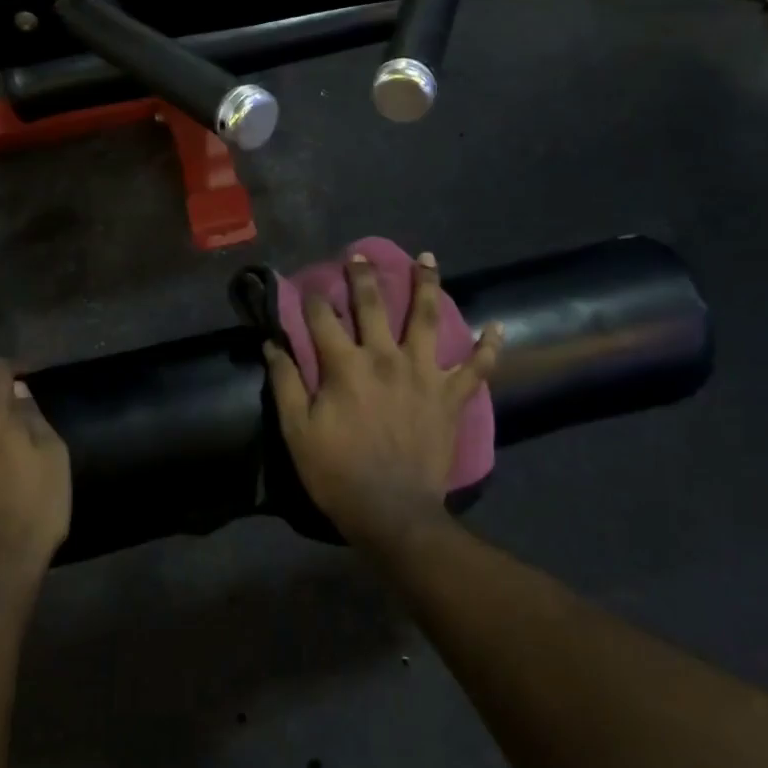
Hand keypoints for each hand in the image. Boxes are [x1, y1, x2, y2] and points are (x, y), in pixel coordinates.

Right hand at [265, 251, 501, 552]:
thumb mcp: (297, 430)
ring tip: (427, 258)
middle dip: (364, 276)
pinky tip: (496, 327)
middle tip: (359, 255)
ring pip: (427, 318)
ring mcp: (424, 373)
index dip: (313, 299)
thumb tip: (271, 343)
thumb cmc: (337, 472)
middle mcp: (385, 357)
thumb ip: (285, 382)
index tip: (308, 287)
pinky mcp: (451, 396)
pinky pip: (477, 367)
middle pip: (374, 304)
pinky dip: (488, 347)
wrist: (392, 512)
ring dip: (427, 285)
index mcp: (345, 365)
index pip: (324, 318)